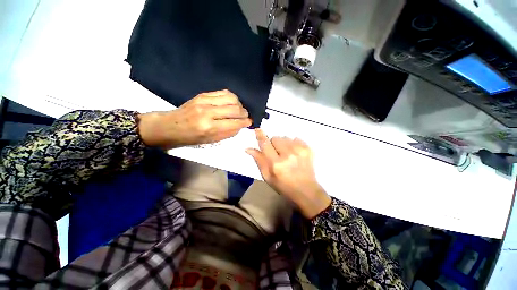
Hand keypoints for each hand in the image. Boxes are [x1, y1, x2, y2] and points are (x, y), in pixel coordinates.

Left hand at [138, 90, 251, 148]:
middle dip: (244, 113)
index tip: (250, 122)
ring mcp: (205, 101)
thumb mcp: (210, 141)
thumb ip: (227, 133)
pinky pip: (223, 92)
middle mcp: (208, 112)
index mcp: (209, 128)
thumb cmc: (191, 137)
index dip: (245, 122)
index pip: (235, 123)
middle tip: (245, 116)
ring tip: (239, 110)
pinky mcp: (203, 95)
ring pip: (231, 98)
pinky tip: (231, 103)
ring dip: (239, 104)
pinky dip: (231, 97)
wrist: (171, 126)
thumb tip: (241, 125)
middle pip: (235, 109)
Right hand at [246, 129, 330, 218]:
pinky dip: (293, 144)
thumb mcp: (267, 176)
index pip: (265, 144)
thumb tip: (248, 148)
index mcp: (276, 164)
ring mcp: (299, 151)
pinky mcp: (308, 149)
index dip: (260, 136)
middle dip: (273, 144)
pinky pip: (296, 138)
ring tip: (287, 154)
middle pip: (275, 138)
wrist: (305, 190)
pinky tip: (295, 153)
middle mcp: (288, 155)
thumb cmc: (283, 185)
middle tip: (276, 153)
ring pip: (285, 138)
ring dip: (283, 144)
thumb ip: (259, 160)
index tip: (258, 129)